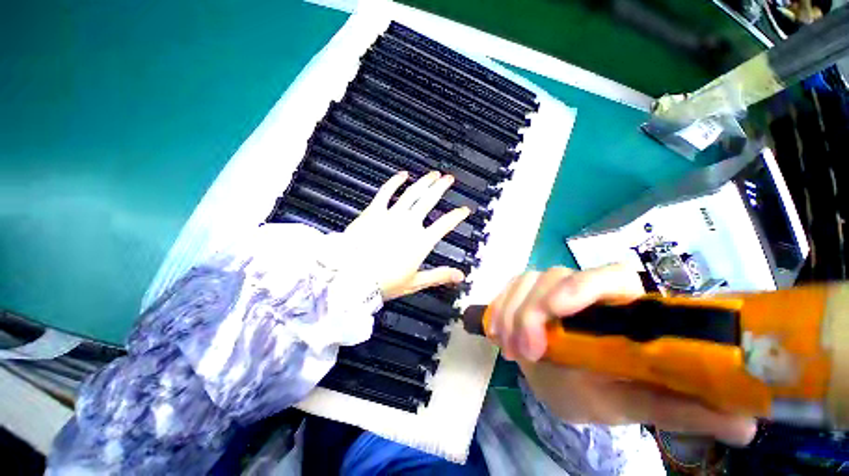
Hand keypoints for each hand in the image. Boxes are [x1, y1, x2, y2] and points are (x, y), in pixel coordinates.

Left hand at [343, 171, 470, 300]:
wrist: (351, 277)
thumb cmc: (384, 282)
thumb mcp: (415, 282)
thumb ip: (439, 276)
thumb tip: (460, 276)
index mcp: (421, 241)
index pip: (445, 224)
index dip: (457, 216)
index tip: (464, 210)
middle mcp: (409, 224)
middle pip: (429, 200)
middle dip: (441, 188)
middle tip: (449, 179)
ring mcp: (391, 215)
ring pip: (412, 193)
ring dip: (424, 182)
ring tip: (433, 174)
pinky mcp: (374, 212)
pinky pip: (386, 192)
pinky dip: (395, 182)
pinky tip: (402, 175)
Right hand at [488, 265, 756, 445]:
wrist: (559, 383)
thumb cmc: (598, 393)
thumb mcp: (634, 403)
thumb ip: (681, 409)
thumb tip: (749, 424)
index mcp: (620, 307)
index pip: (609, 275)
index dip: (583, 285)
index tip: (558, 310)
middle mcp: (583, 290)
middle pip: (554, 276)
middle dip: (533, 310)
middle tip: (528, 353)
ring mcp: (549, 289)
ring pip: (525, 281)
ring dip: (512, 313)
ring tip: (512, 352)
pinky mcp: (525, 293)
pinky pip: (508, 289)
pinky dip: (499, 308)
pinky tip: (497, 333)